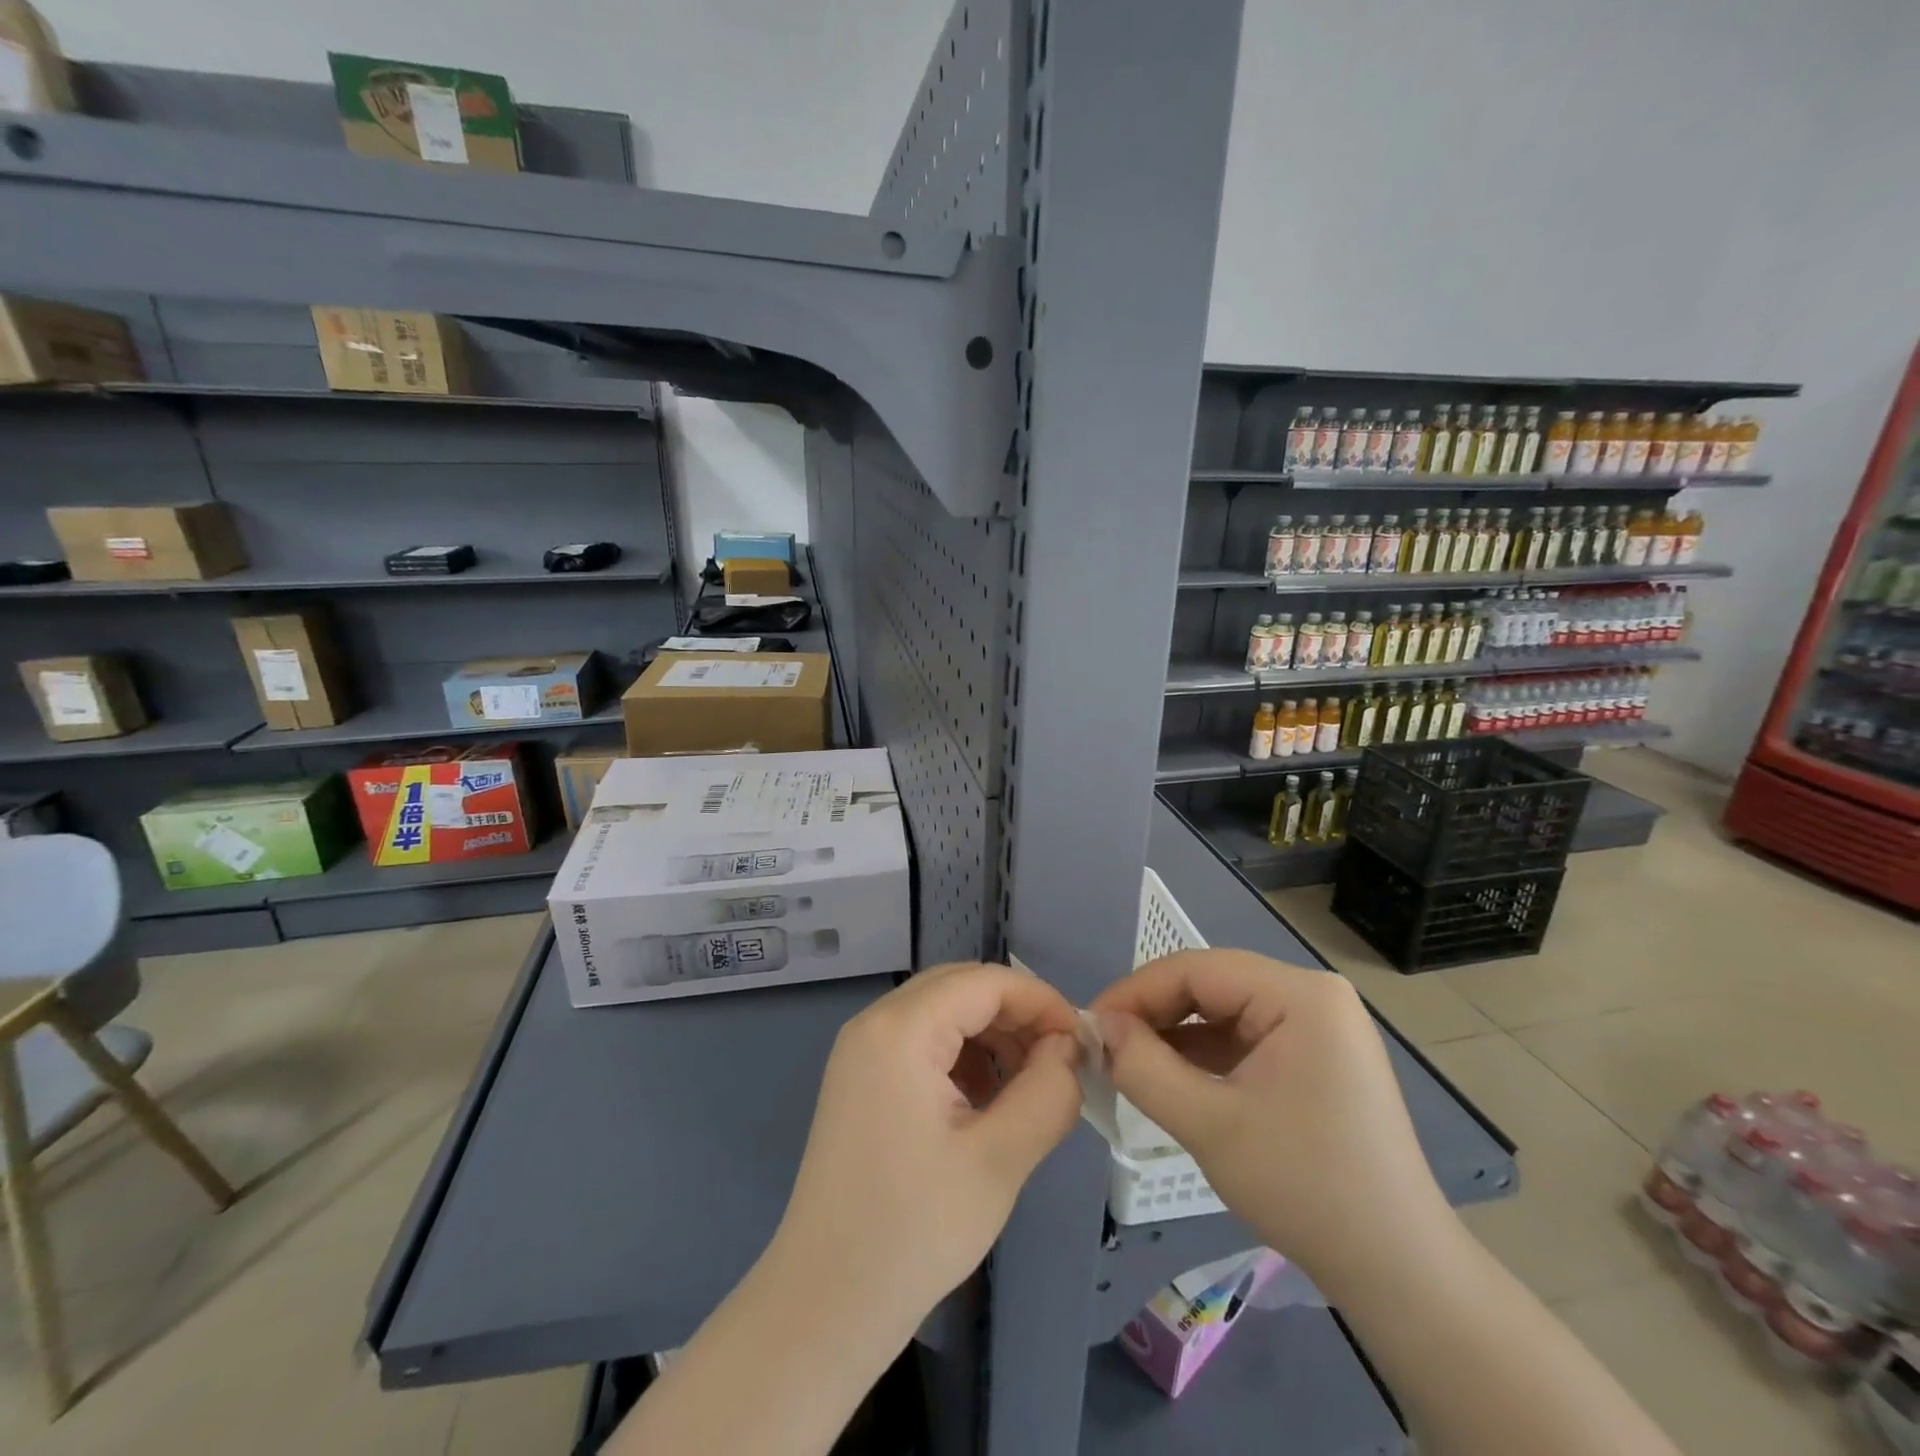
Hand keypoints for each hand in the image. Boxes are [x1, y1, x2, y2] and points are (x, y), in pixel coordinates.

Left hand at [772, 962, 1082, 1332]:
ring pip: (943, 1011)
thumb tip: (1069, 1048)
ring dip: (991, 1035)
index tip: (1082, 1043)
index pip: (985, 982)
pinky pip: (922, 1040)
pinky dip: (963, 1055)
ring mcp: (862, 1050)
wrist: (826, 1303)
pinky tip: (986, 1100)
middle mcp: (875, 1022)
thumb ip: (1047, 1092)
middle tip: (1059, 1062)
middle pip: (961, 988)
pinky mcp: (860, 1078)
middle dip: (1017, 1015)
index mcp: (901, 1029)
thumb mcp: (999, 1161)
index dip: (1041, 1001)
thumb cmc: (914, 1230)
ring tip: (1028, 1085)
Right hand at [1090, 949, 1451, 1292]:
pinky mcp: (1317, 1056)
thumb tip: (1100, 1028)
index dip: (1137, 991)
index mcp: (1301, 995)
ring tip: (1130, 1062)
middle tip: (1107, 1046)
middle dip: (1155, 1013)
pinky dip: (1205, 1054)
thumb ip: (1144, 1068)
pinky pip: (1246, 1037)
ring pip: (1225, 1011)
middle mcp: (1313, 995)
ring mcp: (1319, 1026)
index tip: (1092, 1025)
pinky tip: (1172, 1076)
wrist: (1398, 1271)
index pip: (1197, 969)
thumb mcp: (1210, 1126)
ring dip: (1175, 1034)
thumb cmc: (1305, 1188)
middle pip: (1212, 985)